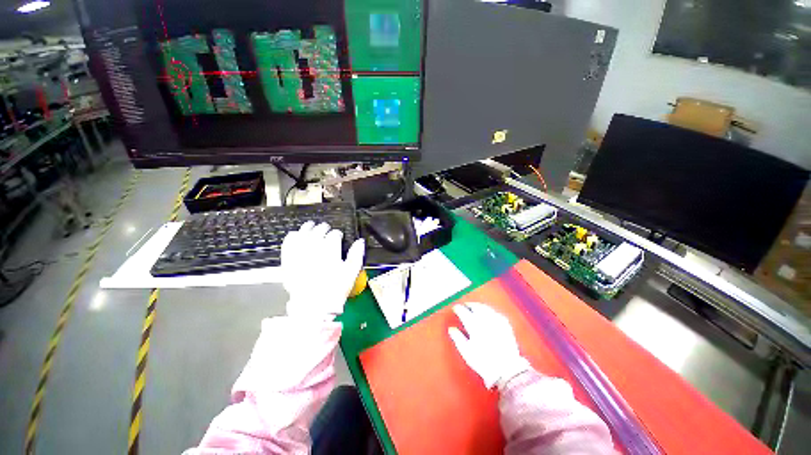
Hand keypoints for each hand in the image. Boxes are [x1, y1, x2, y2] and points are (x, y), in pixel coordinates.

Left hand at [281, 221, 364, 318]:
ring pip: (303, 234)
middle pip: (319, 232)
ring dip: (308, 227)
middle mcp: (314, 251)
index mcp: (330, 253)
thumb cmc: (335, 290)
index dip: (338, 234)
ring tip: (311, 225)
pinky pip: (288, 244)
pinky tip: (296, 234)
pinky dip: (292, 237)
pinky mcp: (289, 262)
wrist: (313, 307)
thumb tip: (360, 241)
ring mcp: (299, 255)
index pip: (334, 235)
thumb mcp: (351, 274)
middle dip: (324, 228)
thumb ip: (357, 255)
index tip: (339, 235)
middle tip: (327, 229)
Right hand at [448, 303, 530, 389]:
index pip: (464, 312)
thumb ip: (458, 338)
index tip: (455, 308)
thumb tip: (451, 329)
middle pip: (475, 307)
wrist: (507, 369)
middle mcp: (485, 320)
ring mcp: (496, 321)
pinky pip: (495, 313)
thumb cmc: (483, 361)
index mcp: (474, 325)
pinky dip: (489, 310)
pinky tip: (488, 313)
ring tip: (475, 306)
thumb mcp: (466, 351)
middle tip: (464, 305)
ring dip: (479, 306)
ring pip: (485, 308)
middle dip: (469, 305)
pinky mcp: (505, 325)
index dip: (458, 309)